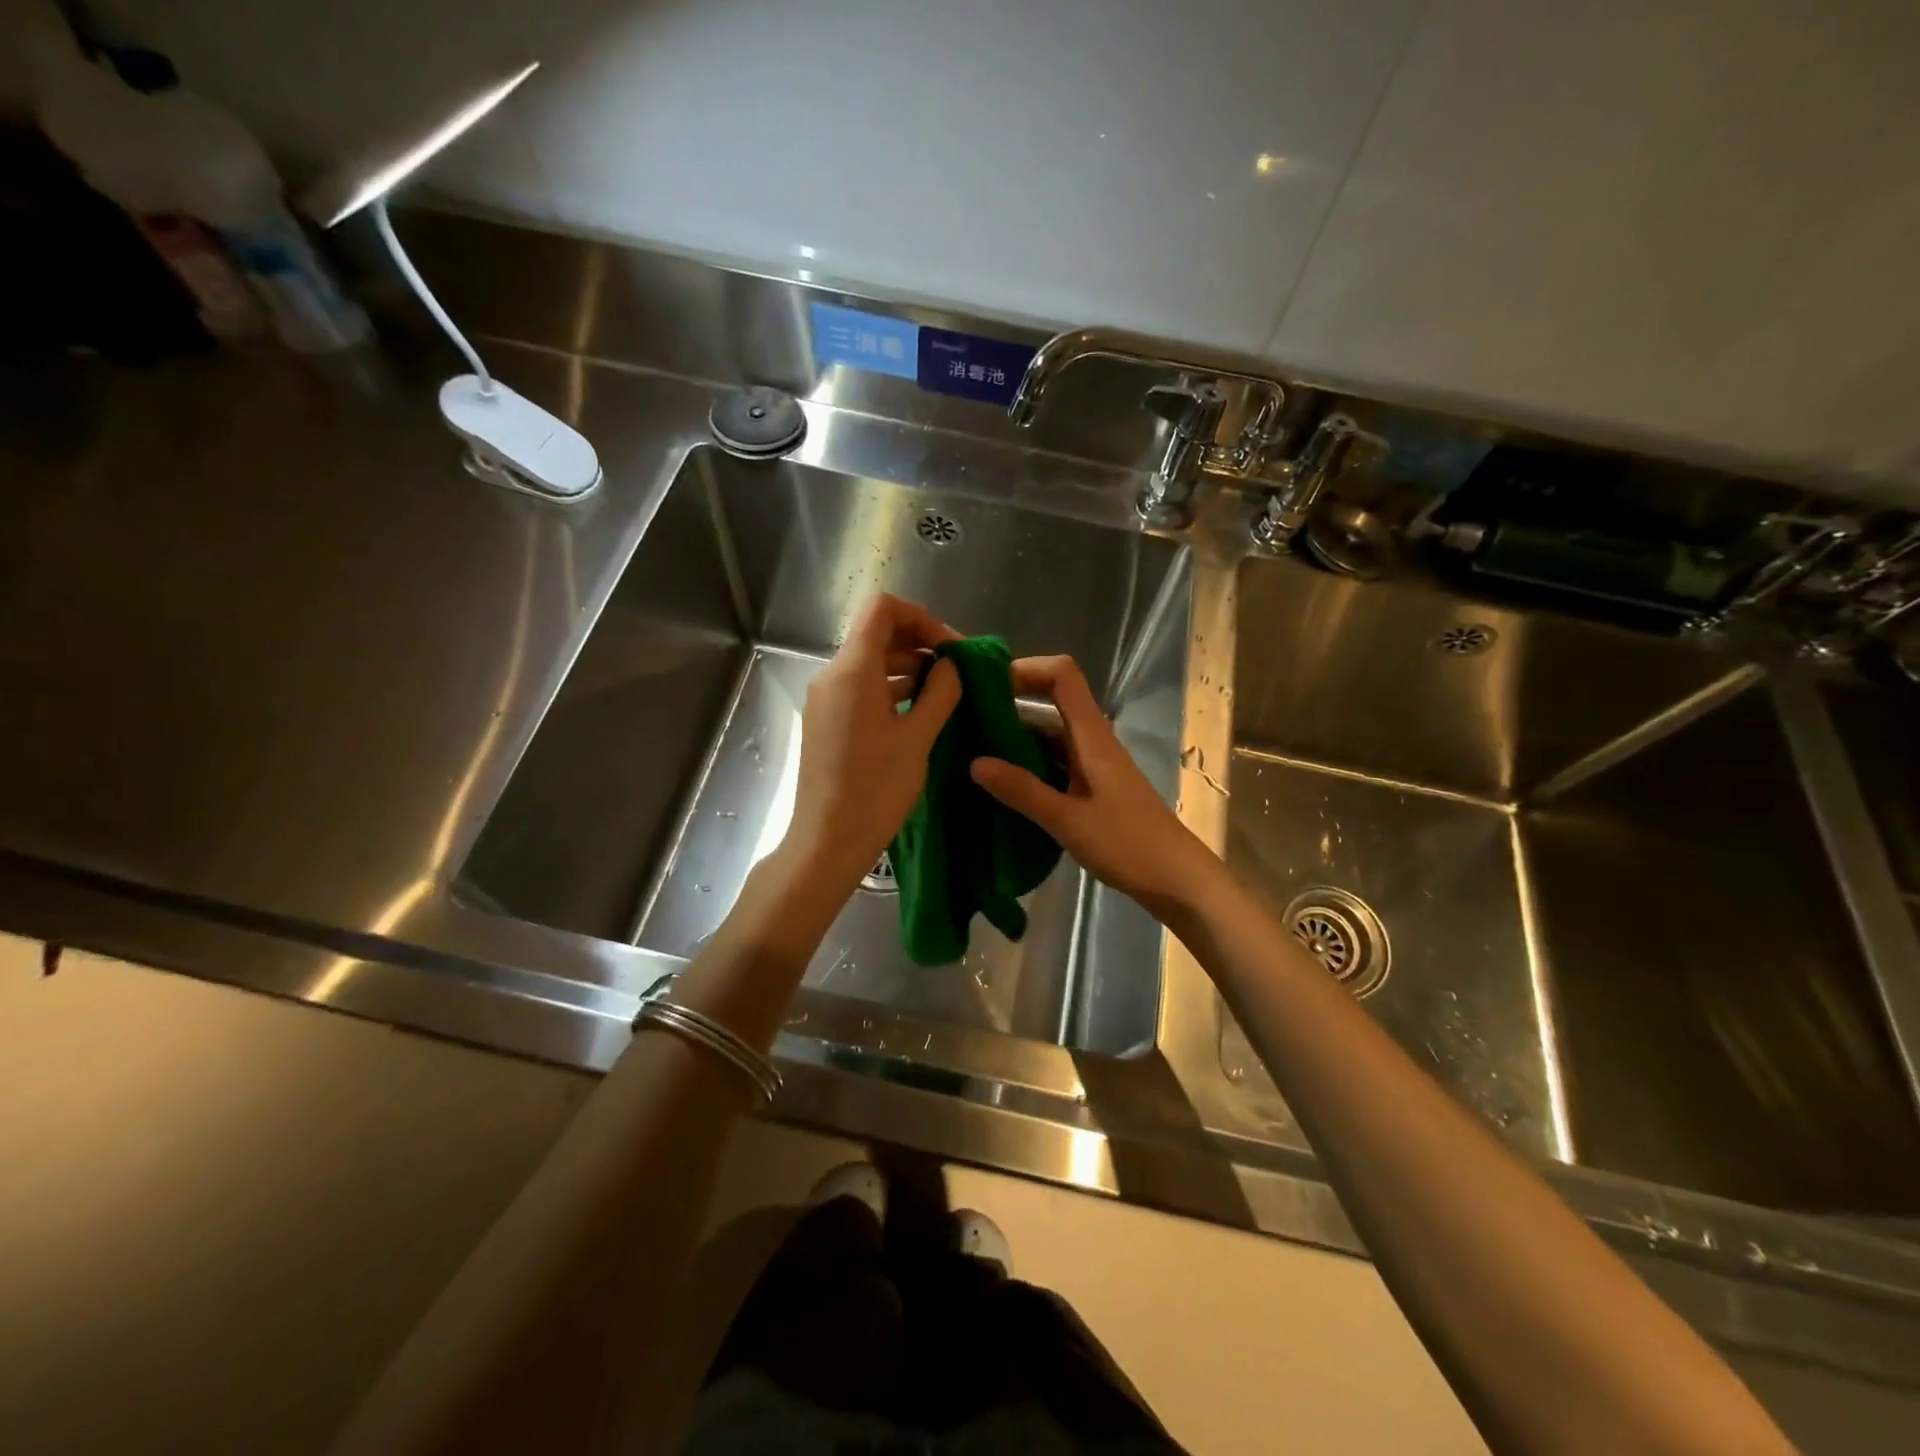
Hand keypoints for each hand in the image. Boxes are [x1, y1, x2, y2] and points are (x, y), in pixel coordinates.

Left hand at [781, 594, 961, 893]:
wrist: (827, 841)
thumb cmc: (876, 789)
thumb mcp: (918, 738)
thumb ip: (940, 692)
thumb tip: (951, 665)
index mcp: (852, 671)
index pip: (882, 609)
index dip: (921, 617)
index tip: (950, 647)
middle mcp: (832, 676)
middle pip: (876, 634)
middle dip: (919, 643)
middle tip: (956, 670)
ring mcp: (825, 700)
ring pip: (869, 663)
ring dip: (907, 667)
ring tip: (944, 692)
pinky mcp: (825, 722)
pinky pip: (860, 689)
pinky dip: (890, 689)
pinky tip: (918, 711)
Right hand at [970, 656, 1219, 918]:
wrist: (1177, 879)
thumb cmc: (1128, 844)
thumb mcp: (1069, 820)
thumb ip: (1022, 790)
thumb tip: (975, 762)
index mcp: (1092, 736)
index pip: (1062, 675)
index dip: (1026, 668)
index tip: (986, 686)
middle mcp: (1092, 742)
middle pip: (1050, 704)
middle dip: (1008, 706)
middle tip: (963, 724)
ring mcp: (1093, 765)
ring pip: (1049, 737)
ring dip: (1015, 740)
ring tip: (971, 753)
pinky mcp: (1092, 788)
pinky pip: (1054, 764)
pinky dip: (1028, 767)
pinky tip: (1002, 786)